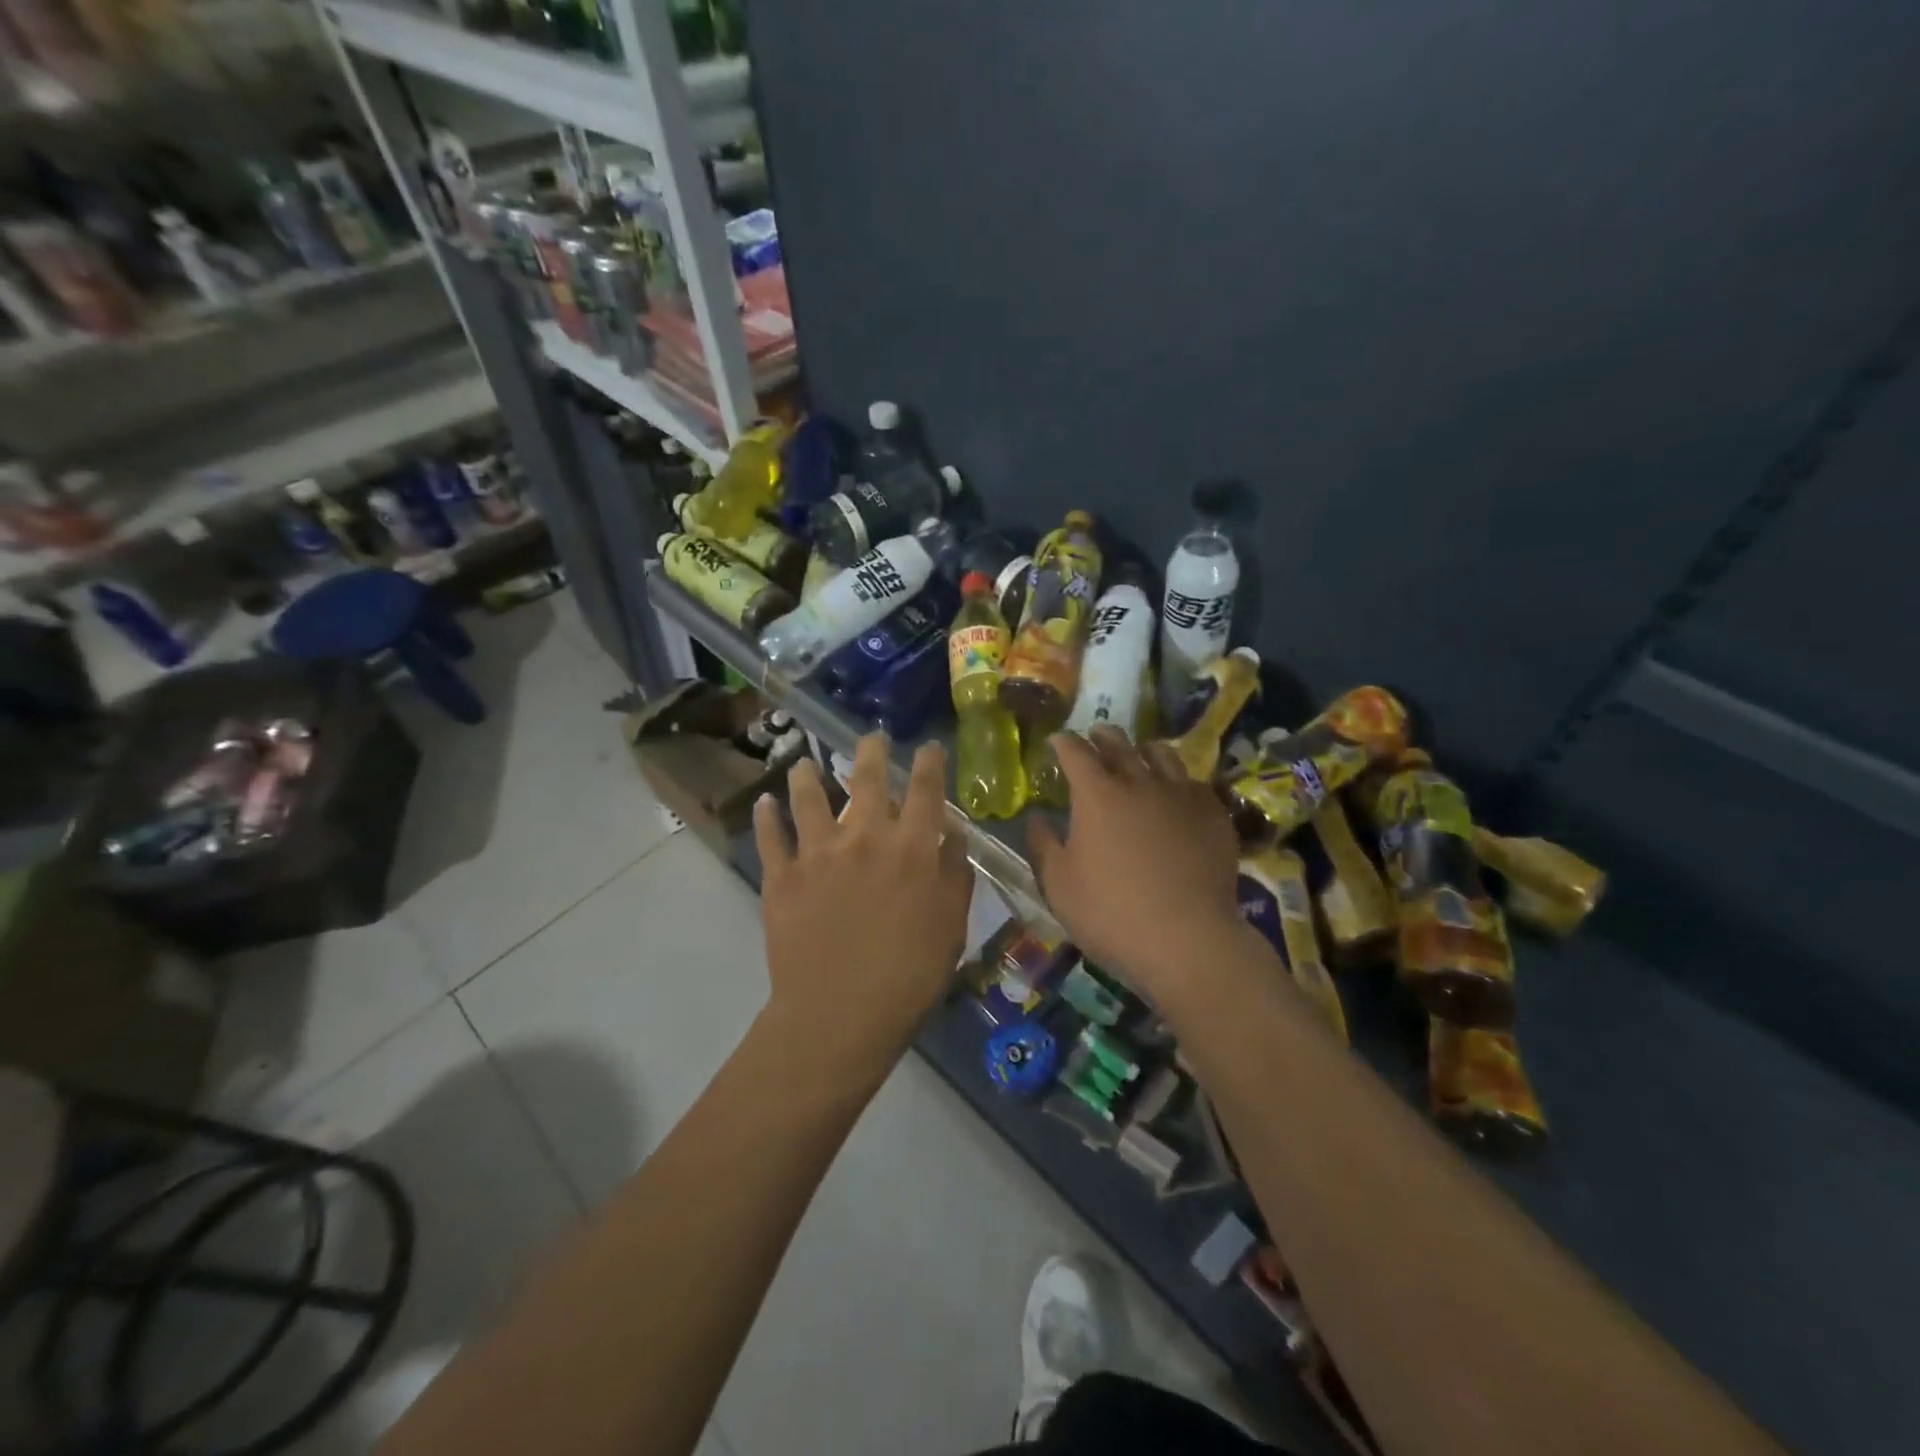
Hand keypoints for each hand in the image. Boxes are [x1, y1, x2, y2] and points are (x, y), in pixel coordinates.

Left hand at [754, 734, 972, 1082]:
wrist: (840, 1014)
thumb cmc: (908, 975)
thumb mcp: (951, 926)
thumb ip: (954, 874)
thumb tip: (952, 834)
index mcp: (911, 848)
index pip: (925, 789)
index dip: (928, 762)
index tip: (927, 746)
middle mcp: (865, 836)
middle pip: (866, 778)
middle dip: (870, 751)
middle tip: (870, 737)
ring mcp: (818, 852)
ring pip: (808, 796)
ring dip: (805, 774)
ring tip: (802, 762)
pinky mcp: (782, 875)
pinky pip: (770, 836)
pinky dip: (766, 816)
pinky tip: (764, 802)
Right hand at [1027, 726, 1246, 1000]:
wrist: (1188, 940)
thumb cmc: (1111, 913)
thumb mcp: (1058, 885)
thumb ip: (1042, 845)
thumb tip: (1036, 818)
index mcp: (1097, 794)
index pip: (1075, 752)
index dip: (1064, 742)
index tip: (1057, 740)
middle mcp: (1140, 782)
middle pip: (1120, 744)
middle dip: (1103, 736)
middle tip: (1096, 735)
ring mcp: (1182, 796)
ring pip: (1163, 756)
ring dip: (1144, 750)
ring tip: (1140, 754)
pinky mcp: (1214, 816)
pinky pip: (1195, 784)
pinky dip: (1179, 782)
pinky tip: (1179, 795)